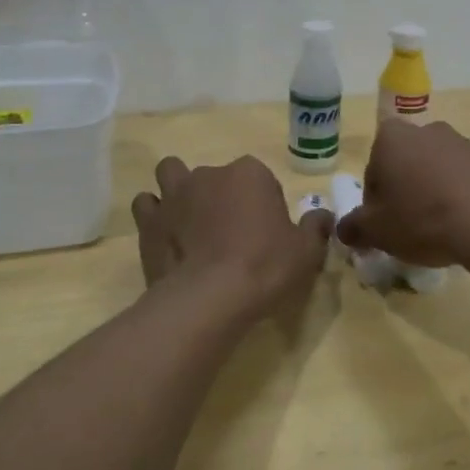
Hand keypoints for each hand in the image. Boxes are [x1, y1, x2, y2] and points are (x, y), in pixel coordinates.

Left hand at [131, 156, 333, 321]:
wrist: (210, 296)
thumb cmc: (265, 266)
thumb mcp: (306, 251)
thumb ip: (316, 227)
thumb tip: (323, 216)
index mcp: (249, 173)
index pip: (259, 177)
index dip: (263, 202)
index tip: (265, 230)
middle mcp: (209, 174)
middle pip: (215, 175)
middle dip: (219, 193)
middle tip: (228, 229)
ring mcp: (174, 194)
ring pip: (171, 174)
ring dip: (179, 189)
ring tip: (189, 220)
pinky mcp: (149, 221)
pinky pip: (146, 205)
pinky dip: (154, 215)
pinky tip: (165, 235)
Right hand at [336, 119, 469, 267]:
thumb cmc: (422, 219)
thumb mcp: (376, 231)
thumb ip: (353, 227)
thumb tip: (344, 229)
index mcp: (392, 138)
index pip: (373, 170)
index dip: (375, 201)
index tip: (385, 226)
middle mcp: (427, 130)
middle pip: (406, 166)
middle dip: (406, 193)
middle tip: (410, 228)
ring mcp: (463, 142)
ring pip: (437, 171)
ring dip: (435, 194)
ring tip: (441, 231)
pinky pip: (467, 180)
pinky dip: (462, 198)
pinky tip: (466, 225)